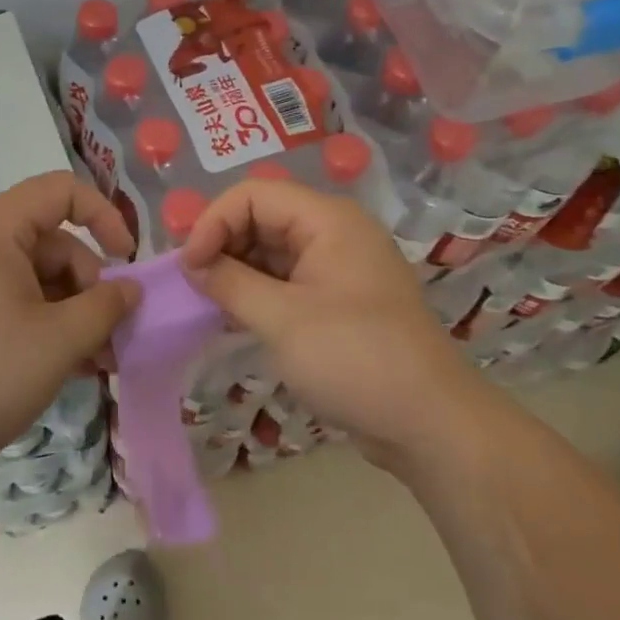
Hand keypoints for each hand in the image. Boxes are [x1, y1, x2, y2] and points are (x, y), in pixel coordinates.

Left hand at [0, 172, 138, 482]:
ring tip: (95, 363)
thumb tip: (131, 290)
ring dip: (71, 314)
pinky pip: (12, 302)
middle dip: (90, 287)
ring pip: (36, 279)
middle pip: (53, 243)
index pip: (62, 191)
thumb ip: (106, 308)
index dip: (105, 216)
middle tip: (112, 338)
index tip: (127, 261)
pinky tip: (64, 368)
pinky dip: (42, 325)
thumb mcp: (59, 341)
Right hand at [180, 180, 468, 463]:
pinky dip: (256, 292)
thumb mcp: (282, 319)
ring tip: (208, 303)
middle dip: (223, 245)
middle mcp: (333, 233)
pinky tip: (232, 317)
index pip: (254, 195)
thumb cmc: (355, 359)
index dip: (214, 222)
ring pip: (271, 250)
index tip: (189, 267)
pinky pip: (285, 280)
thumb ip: (230, 284)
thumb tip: (191, 265)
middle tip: (194, 286)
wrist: (430, 424)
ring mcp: (337, 267)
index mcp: (327, 220)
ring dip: (236, 271)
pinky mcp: (337, 300)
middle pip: (262, 217)